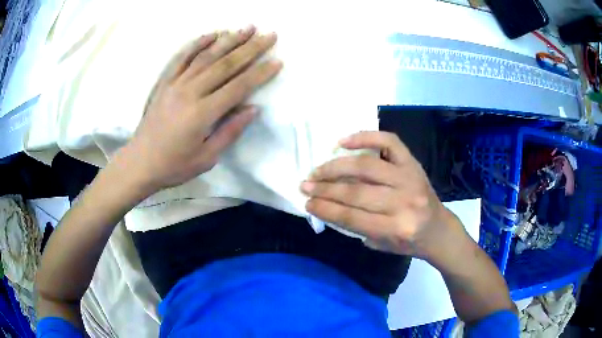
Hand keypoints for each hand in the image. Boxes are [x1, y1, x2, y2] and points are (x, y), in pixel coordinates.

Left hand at [120, 26, 281, 190]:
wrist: (140, 162)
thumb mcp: (207, 158)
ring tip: (248, 28)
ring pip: (206, 56)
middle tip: (269, 35)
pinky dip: (198, 44)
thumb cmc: (174, 165)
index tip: (277, 61)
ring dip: (229, 40)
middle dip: (251, 48)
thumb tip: (253, 108)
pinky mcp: (165, 82)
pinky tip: (212, 34)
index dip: (260, 73)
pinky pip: (182, 57)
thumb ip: (230, 131)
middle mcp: (190, 92)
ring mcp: (175, 84)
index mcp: (202, 113)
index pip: (238, 87)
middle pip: (225, 65)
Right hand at [301, 131, 463, 259]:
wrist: (438, 229)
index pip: (352, 217)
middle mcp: (404, 201)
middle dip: (325, 189)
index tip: (307, 203)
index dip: (326, 209)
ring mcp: (409, 178)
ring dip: (336, 167)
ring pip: (366, 167)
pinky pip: (388, 142)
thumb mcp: (382, 245)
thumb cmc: (409, 242)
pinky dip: (365, 138)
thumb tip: (328, 205)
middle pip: (357, 192)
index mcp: (397, 228)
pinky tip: (344, 141)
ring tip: (317, 170)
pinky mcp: (412, 163)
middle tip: (305, 185)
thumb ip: (357, 227)